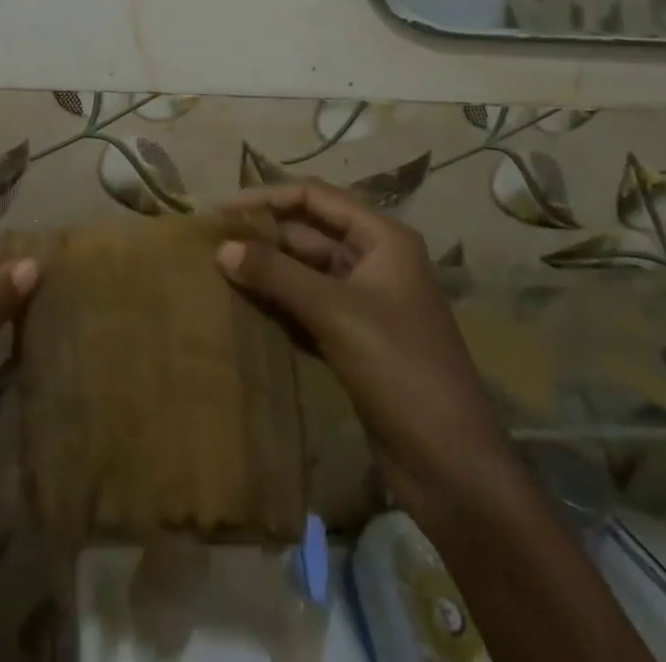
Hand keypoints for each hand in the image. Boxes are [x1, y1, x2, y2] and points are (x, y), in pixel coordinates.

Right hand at [218, 182, 514, 521]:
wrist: (453, 467)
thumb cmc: (400, 369)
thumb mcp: (335, 312)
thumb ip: (277, 274)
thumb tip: (221, 247)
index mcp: (382, 239)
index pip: (316, 197)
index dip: (269, 198)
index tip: (224, 211)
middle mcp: (375, 260)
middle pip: (310, 232)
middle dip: (264, 235)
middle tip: (212, 242)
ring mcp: (366, 301)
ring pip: (307, 270)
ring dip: (268, 269)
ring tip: (219, 270)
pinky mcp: (356, 338)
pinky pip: (309, 305)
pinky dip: (280, 301)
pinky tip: (245, 305)